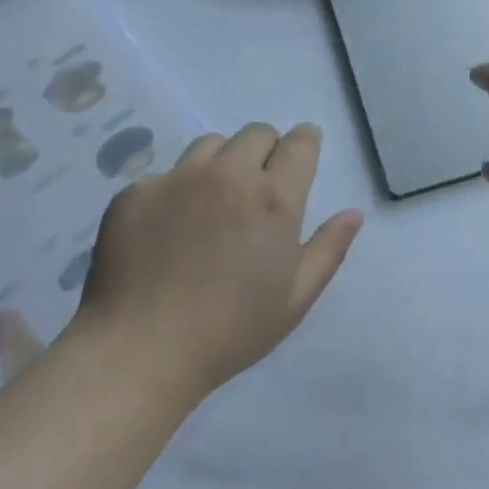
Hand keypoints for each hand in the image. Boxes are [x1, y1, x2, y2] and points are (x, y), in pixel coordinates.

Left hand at [76, 123, 362, 400]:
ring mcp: (178, 179)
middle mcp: (229, 175)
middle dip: (265, 151)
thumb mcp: (294, 300)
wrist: (138, 354)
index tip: (301, 157)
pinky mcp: (136, 192)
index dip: (304, 143)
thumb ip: (328, 249)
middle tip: (256, 189)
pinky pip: (165, 175)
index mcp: (274, 199)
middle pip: (256, 133)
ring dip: (221, 164)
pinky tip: (166, 232)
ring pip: (211, 145)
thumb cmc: (229, 332)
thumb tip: (353, 214)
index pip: (300, 143)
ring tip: (211, 204)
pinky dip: (175, 192)